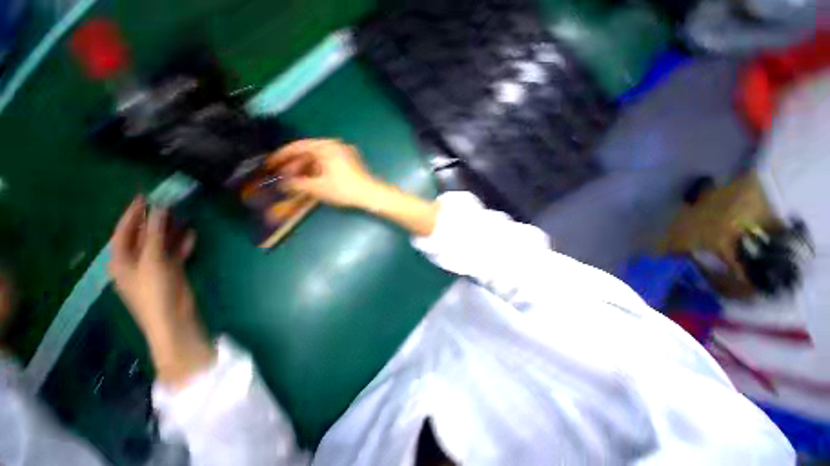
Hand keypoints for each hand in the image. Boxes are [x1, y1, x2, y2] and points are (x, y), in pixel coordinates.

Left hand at [109, 196, 214, 388]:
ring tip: (183, 216)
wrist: (173, 319)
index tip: (145, 196)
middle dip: (155, 220)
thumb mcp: (152, 260)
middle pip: (142, 236)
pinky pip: (173, 253)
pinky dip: (181, 244)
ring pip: (160, 243)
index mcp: (121, 259)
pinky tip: (192, 235)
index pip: (124, 230)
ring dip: (170, 231)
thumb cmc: (155, 291)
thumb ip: (155, 234)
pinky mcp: (170, 272)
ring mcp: (153, 267)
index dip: (133, 213)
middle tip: (168, 204)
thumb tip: (159, 208)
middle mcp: (134, 261)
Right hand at [269, 139, 383, 208]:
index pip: (298, 147)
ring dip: (305, 170)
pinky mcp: (349, 162)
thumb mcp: (318, 187)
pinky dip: (317, 171)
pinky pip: (328, 164)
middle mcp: (334, 146)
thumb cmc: (344, 189)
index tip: (270, 164)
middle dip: (294, 166)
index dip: (282, 156)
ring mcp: (343, 153)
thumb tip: (284, 185)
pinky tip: (311, 182)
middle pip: (308, 153)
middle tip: (283, 177)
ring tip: (296, 182)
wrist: (370, 195)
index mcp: (326, 146)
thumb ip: (297, 184)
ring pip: (318, 159)